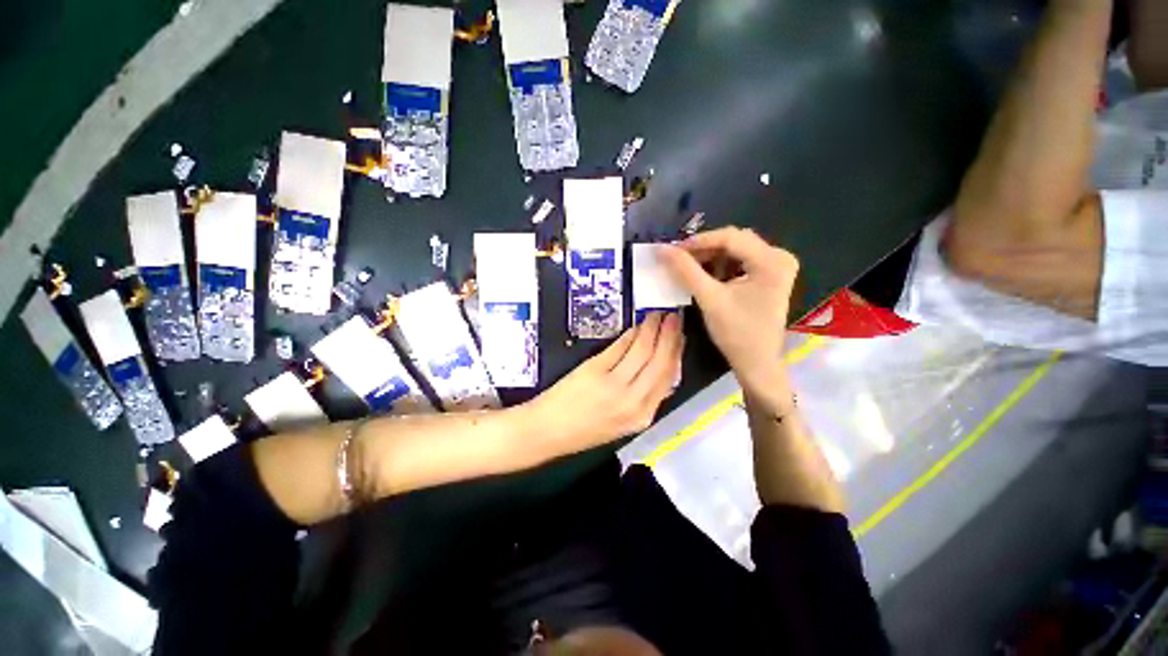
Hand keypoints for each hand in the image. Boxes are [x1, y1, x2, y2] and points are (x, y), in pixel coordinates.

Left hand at [530, 312, 683, 454]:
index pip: (669, 378)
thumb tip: (660, 370)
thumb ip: (643, 398)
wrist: (547, 431)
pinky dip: (631, 334)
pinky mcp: (595, 370)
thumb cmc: (583, 430)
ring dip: (653, 329)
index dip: (677, 352)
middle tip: (674, 318)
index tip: (680, 336)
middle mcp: (634, 401)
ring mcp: (615, 385)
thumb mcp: (622, 422)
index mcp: (643, 416)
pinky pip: (620, 346)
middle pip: (661, 361)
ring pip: (643, 350)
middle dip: (670, 336)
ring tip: (658, 316)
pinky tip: (636, 326)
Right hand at [661, 228, 798, 403]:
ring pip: (735, 251)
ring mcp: (776, 266)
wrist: (757, 364)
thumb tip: (662, 249)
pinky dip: (720, 267)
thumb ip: (685, 271)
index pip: (730, 237)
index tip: (672, 250)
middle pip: (734, 241)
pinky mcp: (770, 276)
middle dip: (704, 249)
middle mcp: (779, 257)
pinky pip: (740, 262)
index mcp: (772, 260)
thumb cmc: (736, 333)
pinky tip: (705, 277)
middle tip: (678, 259)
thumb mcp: (709, 299)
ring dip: (710, 258)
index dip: (698, 241)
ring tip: (688, 269)